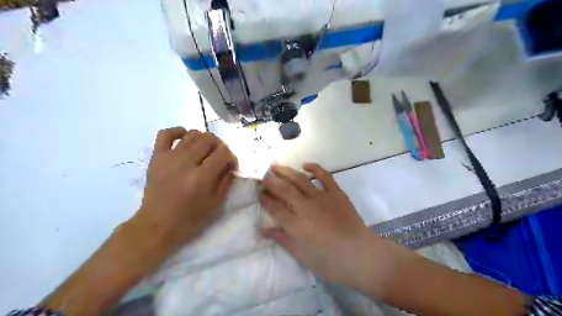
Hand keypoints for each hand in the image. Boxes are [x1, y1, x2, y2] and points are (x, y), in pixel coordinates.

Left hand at [42, 127, 236, 315]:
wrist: (157, 224)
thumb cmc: (189, 218)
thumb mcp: (215, 203)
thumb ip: (226, 180)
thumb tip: (230, 164)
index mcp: (201, 177)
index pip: (223, 153)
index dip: (231, 156)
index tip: (230, 165)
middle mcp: (186, 163)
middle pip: (209, 139)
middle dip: (220, 146)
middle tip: (219, 157)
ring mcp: (169, 157)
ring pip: (192, 134)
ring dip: (204, 139)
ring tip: (205, 150)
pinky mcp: (157, 157)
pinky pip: (166, 134)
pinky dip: (178, 131)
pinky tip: (185, 137)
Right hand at [258, 163, 398, 295]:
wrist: (363, 256)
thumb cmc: (332, 263)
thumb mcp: (304, 257)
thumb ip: (283, 240)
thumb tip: (264, 230)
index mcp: (298, 226)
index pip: (275, 208)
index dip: (264, 199)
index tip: (258, 193)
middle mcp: (307, 208)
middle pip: (284, 190)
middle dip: (270, 182)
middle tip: (262, 177)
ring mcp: (323, 198)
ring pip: (300, 179)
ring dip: (286, 171)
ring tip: (275, 167)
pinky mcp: (337, 193)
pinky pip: (324, 176)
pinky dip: (314, 168)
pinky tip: (305, 165)